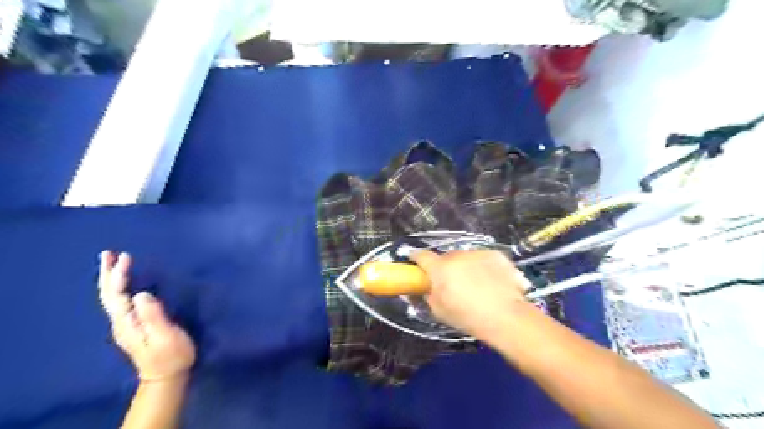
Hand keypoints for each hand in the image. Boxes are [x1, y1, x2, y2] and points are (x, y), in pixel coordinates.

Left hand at [96, 252, 196, 381]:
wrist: (167, 376)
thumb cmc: (171, 355)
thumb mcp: (165, 336)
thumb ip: (153, 316)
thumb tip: (140, 294)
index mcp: (128, 323)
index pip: (117, 295)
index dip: (118, 275)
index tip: (125, 256)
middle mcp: (122, 322)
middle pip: (108, 295)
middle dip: (107, 274)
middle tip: (108, 253)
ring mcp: (126, 324)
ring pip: (112, 298)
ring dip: (110, 279)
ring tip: (113, 262)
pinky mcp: (135, 325)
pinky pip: (120, 301)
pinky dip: (119, 287)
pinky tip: (125, 283)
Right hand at [413, 250, 532, 342]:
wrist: (506, 317)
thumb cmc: (467, 317)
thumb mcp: (439, 312)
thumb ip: (427, 296)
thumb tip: (424, 289)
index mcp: (439, 268)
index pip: (421, 256)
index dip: (416, 258)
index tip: (414, 261)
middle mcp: (457, 255)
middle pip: (446, 257)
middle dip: (445, 267)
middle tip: (451, 283)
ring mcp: (478, 253)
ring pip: (466, 257)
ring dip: (466, 266)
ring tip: (476, 284)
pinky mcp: (496, 255)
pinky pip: (484, 259)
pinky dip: (484, 267)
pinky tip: (492, 282)